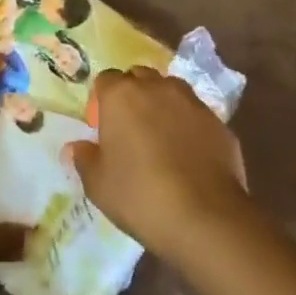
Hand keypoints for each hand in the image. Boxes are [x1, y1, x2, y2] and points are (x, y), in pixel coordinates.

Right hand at [66, 67, 250, 260]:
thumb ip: (84, 159)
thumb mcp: (98, 185)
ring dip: (162, 105)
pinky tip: (188, 155)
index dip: (102, 100)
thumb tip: (76, 147)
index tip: (102, 126)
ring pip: (171, 90)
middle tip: (130, 128)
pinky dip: (188, 126)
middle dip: (133, 94)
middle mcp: (157, 88)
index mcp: (122, 96)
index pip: (106, 79)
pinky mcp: (218, 122)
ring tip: (161, 138)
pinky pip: (196, 114)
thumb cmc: (140, 196)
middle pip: (139, 77)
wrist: (206, 216)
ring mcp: (192, 102)